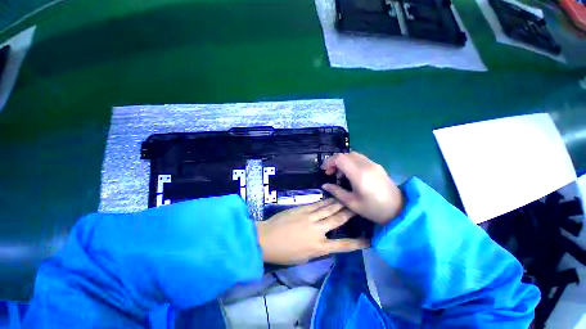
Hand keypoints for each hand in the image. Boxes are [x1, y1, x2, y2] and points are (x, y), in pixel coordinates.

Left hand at [256, 199, 369, 264]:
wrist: (266, 238)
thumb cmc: (284, 253)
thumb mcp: (304, 257)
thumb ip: (318, 249)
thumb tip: (326, 242)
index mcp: (318, 247)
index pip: (342, 245)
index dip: (356, 243)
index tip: (368, 241)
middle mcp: (317, 230)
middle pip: (337, 220)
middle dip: (349, 213)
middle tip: (359, 207)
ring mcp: (310, 217)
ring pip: (328, 209)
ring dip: (339, 204)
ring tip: (348, 199)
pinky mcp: (302, 209)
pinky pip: (317, 204)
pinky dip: (326, 201)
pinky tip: (332, 197)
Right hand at [321, 152, 403, 223]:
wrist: (399, 210)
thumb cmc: (374, 209)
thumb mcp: (352, 203)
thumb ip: (336, 191)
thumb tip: (324, 185)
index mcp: (359, 174)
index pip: (340, 158)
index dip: (329, 162)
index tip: (324, 170)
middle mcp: (366, 165)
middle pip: (345, 155)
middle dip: (334, 161)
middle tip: (330, 173)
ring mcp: (373, 164)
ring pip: (352, 155)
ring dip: (343, 161)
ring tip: (340, 174)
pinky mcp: (377, 166)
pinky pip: (360, 158)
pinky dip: (351, 162)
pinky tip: (351, 174)